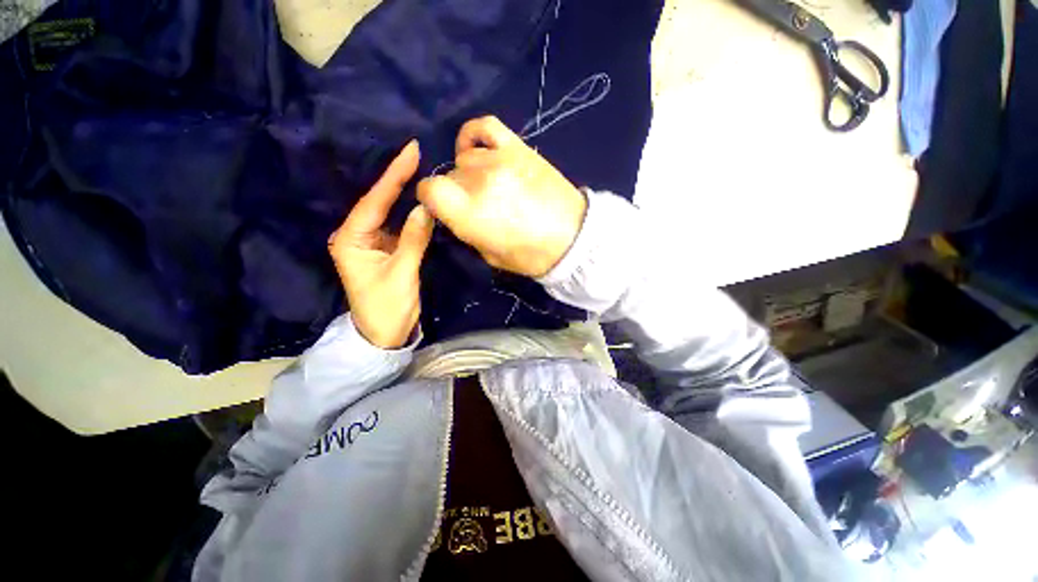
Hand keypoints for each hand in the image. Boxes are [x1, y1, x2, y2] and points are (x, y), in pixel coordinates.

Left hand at [328, 141, 433, 348]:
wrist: (385, 334)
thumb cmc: (387, 307)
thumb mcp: (402, 273)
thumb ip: (414, 240)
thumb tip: (425, 208)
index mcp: (351, 239)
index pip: (374, 201)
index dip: (393, 176)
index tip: (410, 151)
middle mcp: (357, 235)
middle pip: (378, 201)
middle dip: (396, 178)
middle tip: (415, 152)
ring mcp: (373, 241)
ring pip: (389, 211)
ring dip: (403, 192)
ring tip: (419, 168)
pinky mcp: (387, 249)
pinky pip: (399, 225)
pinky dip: (410, 212)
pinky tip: (421, 199)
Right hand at [417, 116, 586, 277]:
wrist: (573, 239)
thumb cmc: (531, 256)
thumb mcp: (489, 255)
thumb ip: (466, 230)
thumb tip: (455, 212)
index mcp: (470, 213)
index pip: (430, 189)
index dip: (430, 198)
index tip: (441, 207)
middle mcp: (480, 181)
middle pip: (450, 175)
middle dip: (456, 192)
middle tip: (474, 205)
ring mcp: (500, 159)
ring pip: (467, 158)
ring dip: (470, 173)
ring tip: (487, 186)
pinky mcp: (518, 148)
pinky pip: (485, 126)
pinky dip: (474, 135)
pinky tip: (478, 150)